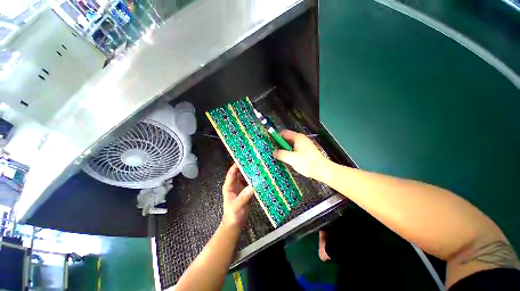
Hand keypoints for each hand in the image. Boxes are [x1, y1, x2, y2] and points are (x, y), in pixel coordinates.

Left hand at [222, 164, 253, 227]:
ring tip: (258, 167)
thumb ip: (243, 196)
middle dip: (245, 167)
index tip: (243, 159)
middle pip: (239, 173)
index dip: (236, 165)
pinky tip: (260, 177)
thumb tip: (252, 186)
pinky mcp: (246, 191)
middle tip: (253, 161)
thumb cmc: (232, 214)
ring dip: (251, 173)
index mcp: (229, 185)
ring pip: (245, 177)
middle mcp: (235, 184)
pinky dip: (254, 179)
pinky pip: (250, 183)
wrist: (235, 223)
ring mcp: (241, 187)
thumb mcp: (237, 205)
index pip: (231, 172)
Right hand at [273, 130, 328, 179]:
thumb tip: (274, 152)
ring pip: (291, 145)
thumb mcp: (291, 158)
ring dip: (285, 150)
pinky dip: (290, 153)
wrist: (323, 171)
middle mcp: (301, 139)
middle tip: (274, 152)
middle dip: (280, 145)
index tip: (270, 143)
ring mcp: (304, 145)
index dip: (276, 137)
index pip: (283, 133)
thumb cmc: (307, 163)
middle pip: (287, 139)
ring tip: (280, 157)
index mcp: (297, 137)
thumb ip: (281, 154)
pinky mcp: (306, 151)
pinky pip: (295, 149)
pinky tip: (288, 160)